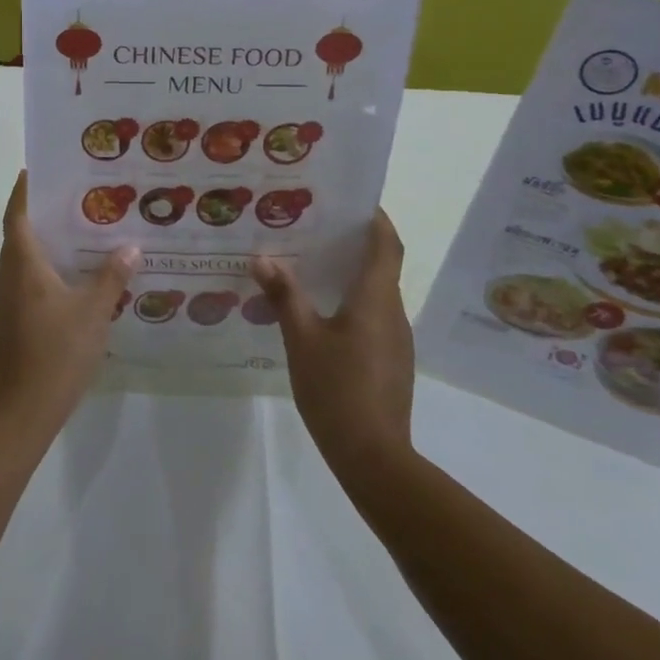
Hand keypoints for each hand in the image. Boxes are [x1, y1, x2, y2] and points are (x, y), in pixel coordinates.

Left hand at [0, 173, 136, 438]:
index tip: (35, 170)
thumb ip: (111, 277)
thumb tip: (129, 247)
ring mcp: (3, 304)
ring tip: (79, 238)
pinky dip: (43, 274)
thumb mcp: (93, 312)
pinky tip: (71, 283)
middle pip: (18, 236)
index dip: (23, 191)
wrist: (20, 412)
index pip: (16, 215)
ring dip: (44, 247)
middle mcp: (6, 278)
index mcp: (22, 265)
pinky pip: (24, 285)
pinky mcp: (7, 325)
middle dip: (41, 216)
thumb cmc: (56, 353)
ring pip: (22, 263)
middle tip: (75, 201)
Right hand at [250, 209, 414, 483]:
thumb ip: (284, 296)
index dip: (376, 219)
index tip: (354, 201)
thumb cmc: (337, 389)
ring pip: (378, 293)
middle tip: (317, 229)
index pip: (387, 245)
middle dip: (356, 244)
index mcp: (376, 299)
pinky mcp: (391, 361)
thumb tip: (263, 258)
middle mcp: (393, 312)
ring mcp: (396, 340)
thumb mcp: (302, 339)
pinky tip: (323, 314)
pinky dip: (354, 302)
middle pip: (383, 266)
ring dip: (353, 275)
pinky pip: (375, 317)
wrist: (374, 457)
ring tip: (313, 266)